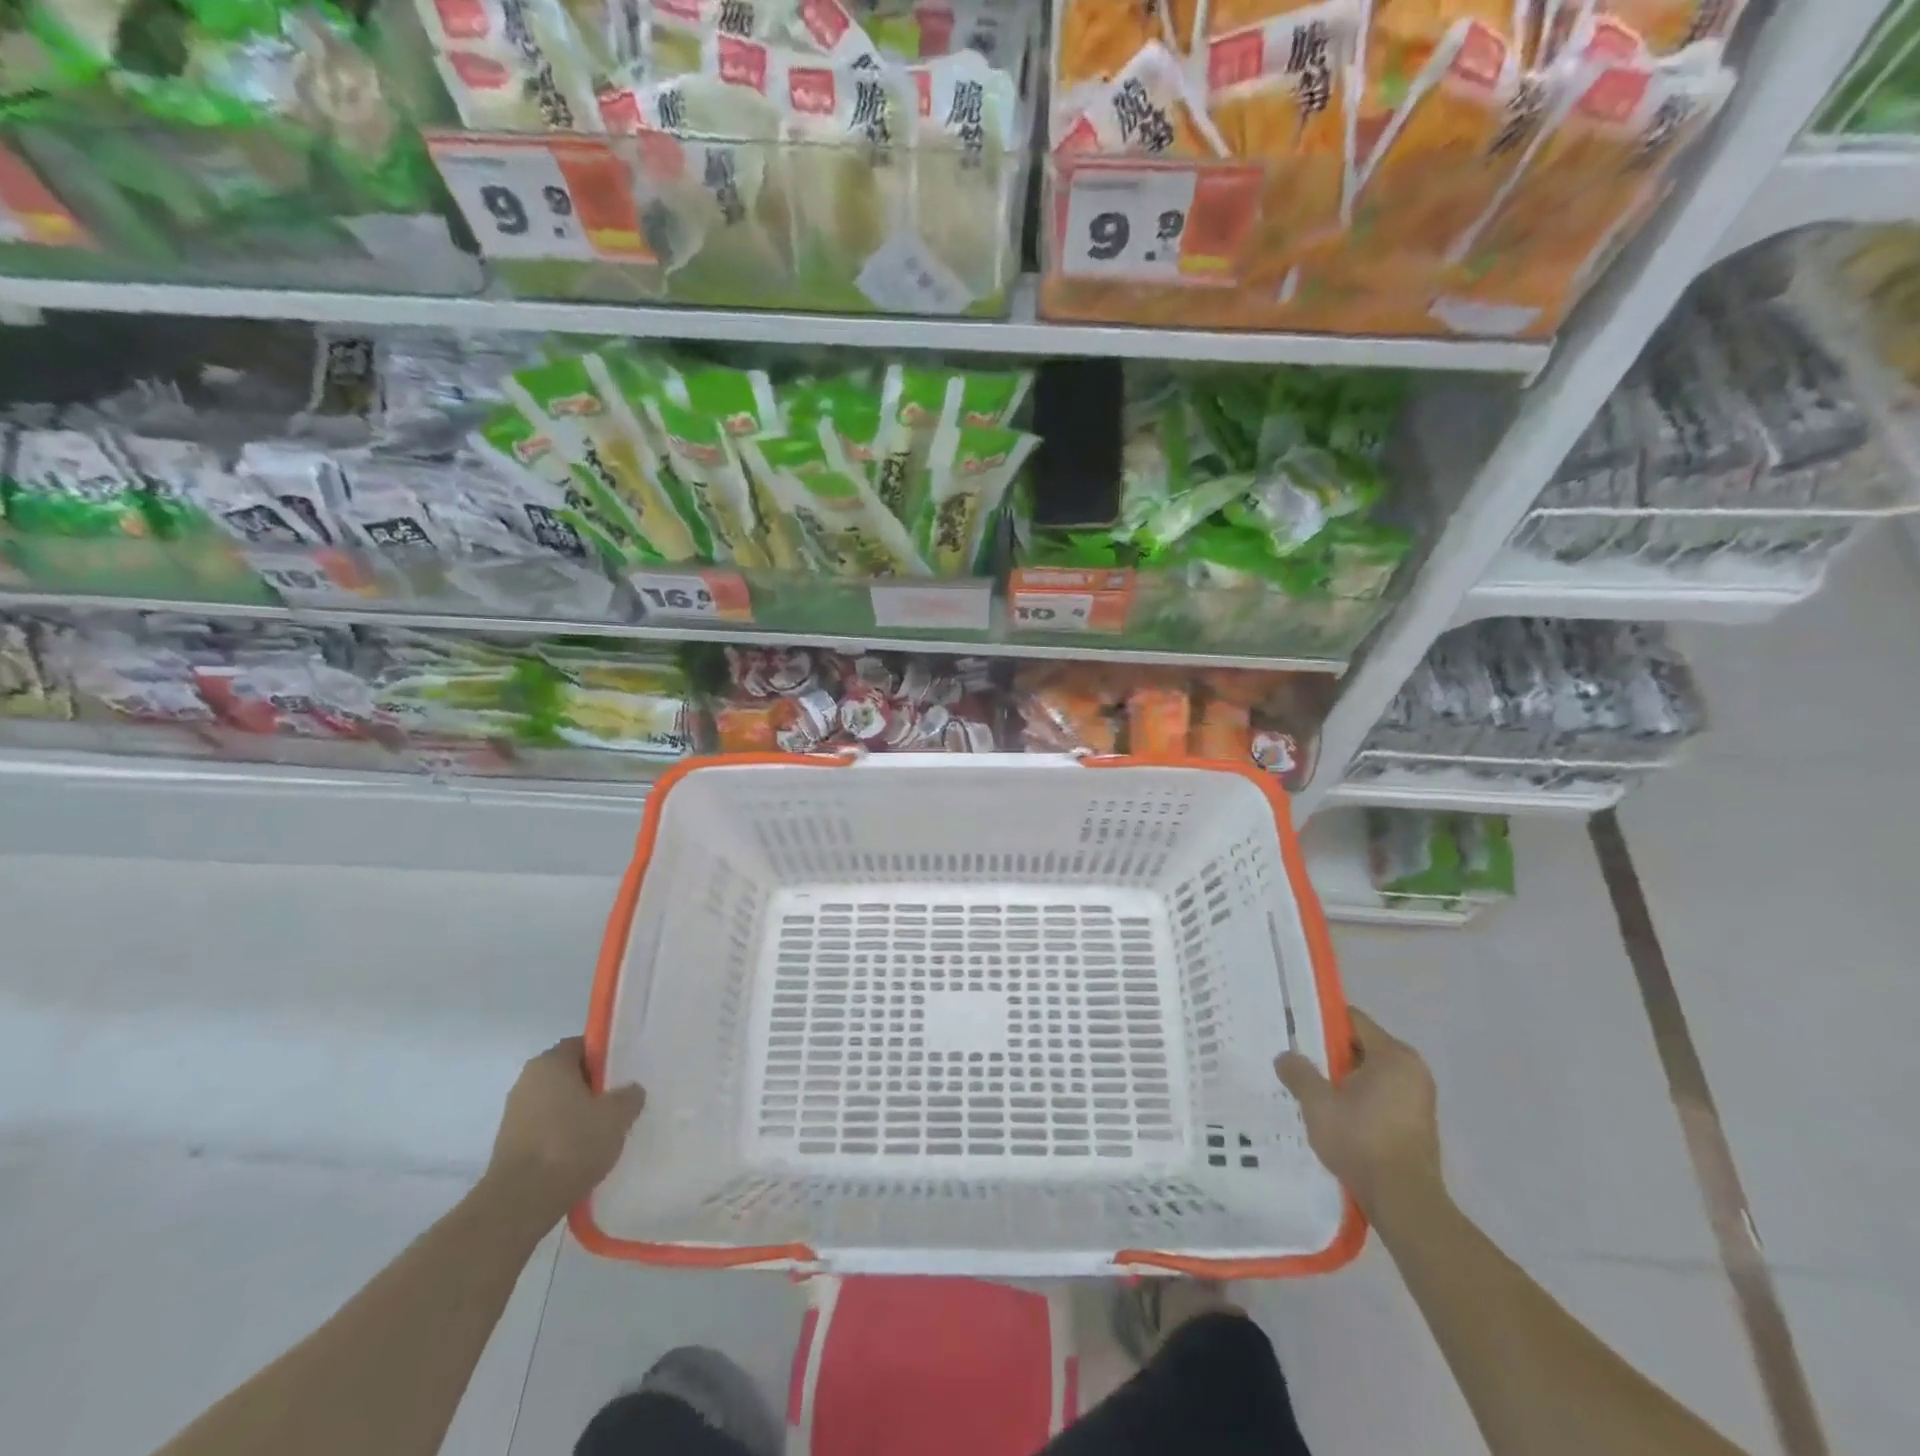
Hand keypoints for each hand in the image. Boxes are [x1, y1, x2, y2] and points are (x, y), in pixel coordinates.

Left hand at [483, 1037, 644, 1228]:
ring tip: (603, 1134)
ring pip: (557, 1104)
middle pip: (569, 1075)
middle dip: (593, 1088)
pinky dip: (563, 1137)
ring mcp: (514, 1115)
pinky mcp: (509, 1146)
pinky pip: (545, 1130)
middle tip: (618, 1105)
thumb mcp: (617, 1115)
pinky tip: (581, 1156)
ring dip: (578, 1115)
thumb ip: (629, 1095)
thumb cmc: (571, 1144)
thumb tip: (630, 1092)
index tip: (623, 1075)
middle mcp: (526, 1081)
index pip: (582, 1046)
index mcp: (549, 1063)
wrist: (520, 1203)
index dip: (605, 1057)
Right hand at [1276, 1008, 1443, 1223]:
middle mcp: (1413, 1069)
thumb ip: (1298, 1072)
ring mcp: (1420, 1097)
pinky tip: (1338, 1115)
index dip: (1321, 1021)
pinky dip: (1360, 1097)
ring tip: (1314, 1091)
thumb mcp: (1318, 1103)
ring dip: (1344, 1078)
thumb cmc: (1361, 1141)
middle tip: (1300, 1063)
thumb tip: (1285, 1056)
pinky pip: (1382, 1094)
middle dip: (1331, 1053)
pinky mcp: (1418, 1122)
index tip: (1295, 1031)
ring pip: (1371, 1073)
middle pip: (1362, 1045)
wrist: (1404, 1202)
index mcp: (1393, 1056)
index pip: (1352, 1020)